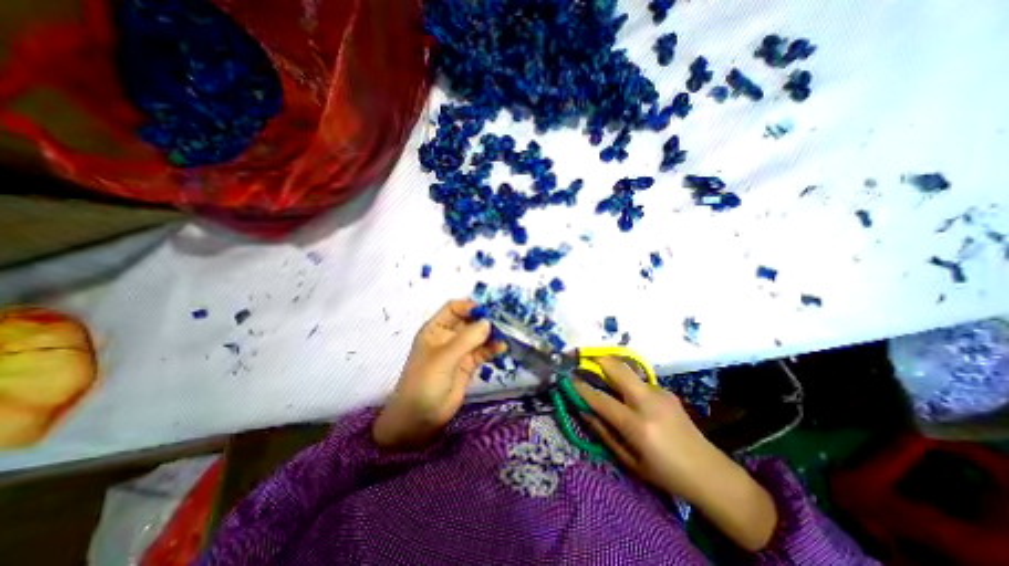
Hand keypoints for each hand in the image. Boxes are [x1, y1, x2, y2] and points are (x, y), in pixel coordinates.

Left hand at [374, 301, 498, 450]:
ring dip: (492, 334)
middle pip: (469, 320)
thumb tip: (488, 321)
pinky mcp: (469, 364)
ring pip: (478, 335)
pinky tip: (502, 348)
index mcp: (436, 329)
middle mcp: (448, 336)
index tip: (487, 311)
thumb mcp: (443, 358)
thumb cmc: (424, 383)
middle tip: (504, 320)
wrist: (420, 419)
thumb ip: (466, 339)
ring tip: (506, 334)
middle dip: (485, 319)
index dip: (469, 306)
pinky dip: (492, 348)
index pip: (454, 308)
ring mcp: (459, 350)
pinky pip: (483, 351)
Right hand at [572, 358, 773, 551]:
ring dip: (611, 369)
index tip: (569, 377)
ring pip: (628, 370)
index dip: (582, 387)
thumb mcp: (629, 460)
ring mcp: (660, 393)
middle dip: (598, 359)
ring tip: (601, 375)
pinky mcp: (667, 391)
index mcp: (638, 426)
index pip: (601, 399)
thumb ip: (603, 432)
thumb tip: (584, 410)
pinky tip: (627, 395)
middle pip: (617, 369)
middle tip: (582, 359)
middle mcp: (648, 402)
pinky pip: (639, 381)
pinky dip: (626, 382)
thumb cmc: (664, 473)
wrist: (709, 472)